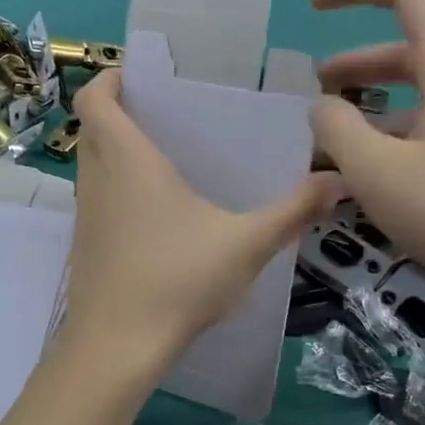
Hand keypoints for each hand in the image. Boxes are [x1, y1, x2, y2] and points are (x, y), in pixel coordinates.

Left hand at [60, 71, 339, 366]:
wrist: (117, 347)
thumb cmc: (178, 280)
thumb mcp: (246, 243)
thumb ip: (292, 211)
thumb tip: (339, 182)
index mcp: (127, 160)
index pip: (95, 99)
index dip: (110, 79)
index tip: (140, 77)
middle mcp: (97, 178)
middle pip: (93, 127)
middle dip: (121, 113)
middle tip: (166, 114)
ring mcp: (85, 214)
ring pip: (92, 164)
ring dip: (117, 151)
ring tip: (168, 158)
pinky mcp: (85, 244)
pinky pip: (96, 197)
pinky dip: (117, 187)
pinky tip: (159, 213)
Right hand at [308, 0, 424, 333]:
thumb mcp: (377, 173)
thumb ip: (337, 129)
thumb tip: (324, 107)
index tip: (314, 5)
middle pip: (416, 51)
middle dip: (359, 66)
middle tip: (319, 95)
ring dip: (383, 110)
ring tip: (346, 148)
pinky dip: (412, 136)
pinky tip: (392, 180)